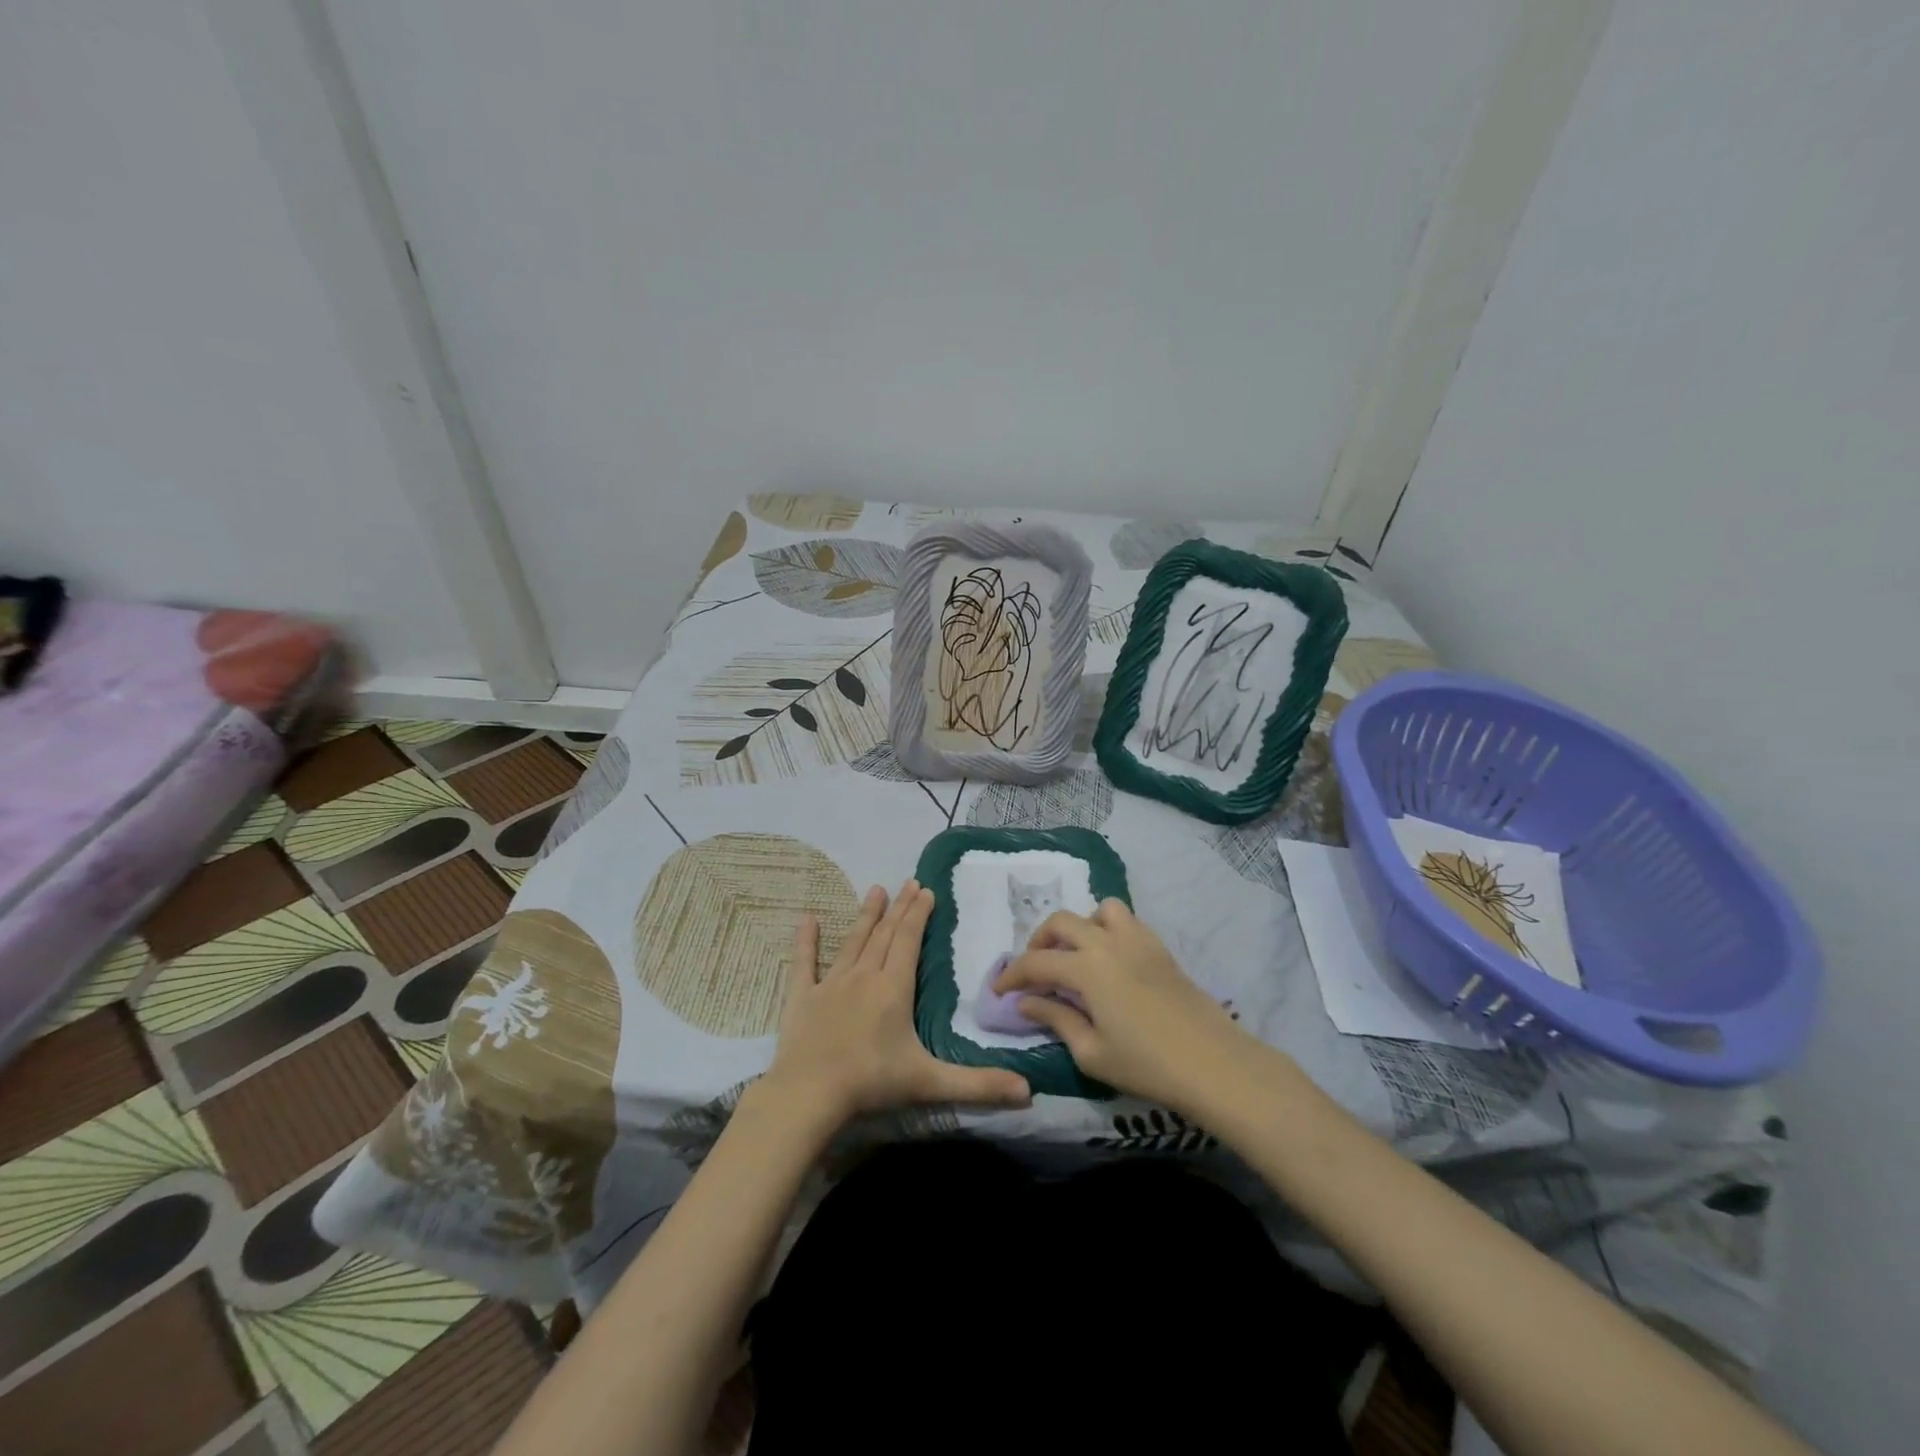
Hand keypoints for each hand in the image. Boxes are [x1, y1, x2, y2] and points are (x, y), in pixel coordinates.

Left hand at [764, 879, 1031, 1132]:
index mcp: (893, 988)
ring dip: (866, 915)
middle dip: (899, 907)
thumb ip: (978, 1084)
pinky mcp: (802, 997)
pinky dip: (806, 940)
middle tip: (909, 882)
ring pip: (852, 941)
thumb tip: (1028, 1091)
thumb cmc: (871, 1083)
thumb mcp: (930, 1083)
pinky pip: (804, 962)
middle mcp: (863, 976)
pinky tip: (807, 919)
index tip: (926, 890)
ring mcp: (830, 984)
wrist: (809, 1094)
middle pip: (884, 934)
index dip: (919, 915)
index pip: (908, 941)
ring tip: (876, 890)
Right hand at [994, 899, 1248, 1110]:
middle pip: (1061, 922)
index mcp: (1086, 968)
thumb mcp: (1091, 1052)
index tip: (999, 991)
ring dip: (1079, 927)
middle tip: (1034, 971)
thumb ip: (1056, 1019)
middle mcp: (1108, 943)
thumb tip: (1027, 1002)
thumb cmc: (1146, 1064)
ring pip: (1099, 910)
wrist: (1214, 1064)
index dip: (1012, 976)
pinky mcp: (1160, 948)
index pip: (1036, 963)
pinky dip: (1107, 929)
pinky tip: (1109, 961)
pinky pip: (1126, 921)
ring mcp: (1138, 940)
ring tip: (1076, 956)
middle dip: (1039, 942)